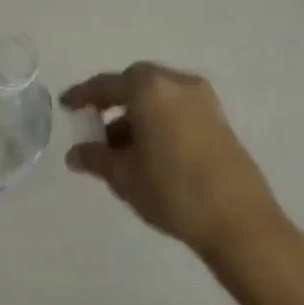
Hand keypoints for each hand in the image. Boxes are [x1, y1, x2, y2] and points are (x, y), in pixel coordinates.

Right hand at [62, 63, 303, 287]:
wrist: (238, 221)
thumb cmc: (171, 190)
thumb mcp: (123, 175)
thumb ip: (95, 157)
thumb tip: (76, 154)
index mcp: (149, 90)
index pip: (106, 85)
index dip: (82, 95)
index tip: (65, 105)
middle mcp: (177, 84)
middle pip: (136, 82)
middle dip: (113, 100)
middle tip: (94, 123)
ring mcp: (203, 101)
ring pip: (159, 96)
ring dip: (136, 112)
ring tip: (119, 147)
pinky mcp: (219, 120)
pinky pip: (177, 109)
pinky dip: (158, 120)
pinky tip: (148, 151)